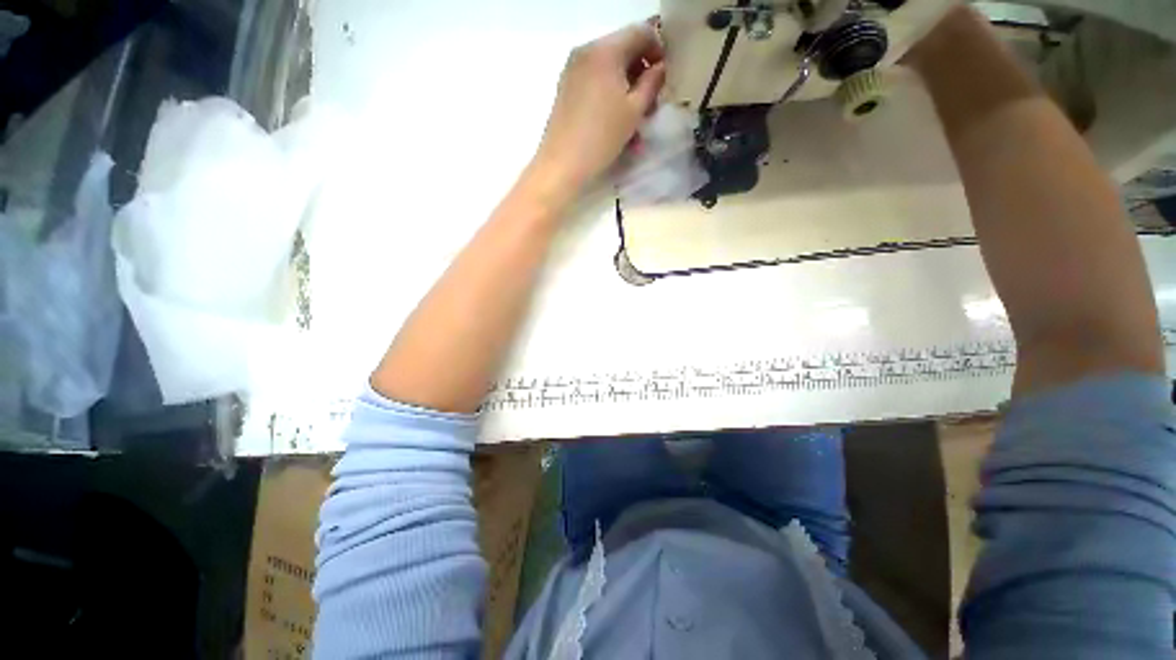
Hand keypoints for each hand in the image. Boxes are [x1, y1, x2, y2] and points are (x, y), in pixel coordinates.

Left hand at [528, 23, 666, 205]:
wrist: (563, 164)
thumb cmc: (602, 137)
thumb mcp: (634, 111)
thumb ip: (652, 83)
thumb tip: (660, 69)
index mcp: (605, 50)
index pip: (641, 32)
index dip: (658, 51)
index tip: (664, 79)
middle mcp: (586, 52)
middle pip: (623, 50)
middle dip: (642, 74)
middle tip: (651, 105)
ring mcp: (573, 70)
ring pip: (609, 70)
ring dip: (627, 90)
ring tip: (636, 122)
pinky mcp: (566, 89)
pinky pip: (595, 83)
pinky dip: (610, 97)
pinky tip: (617, 124)